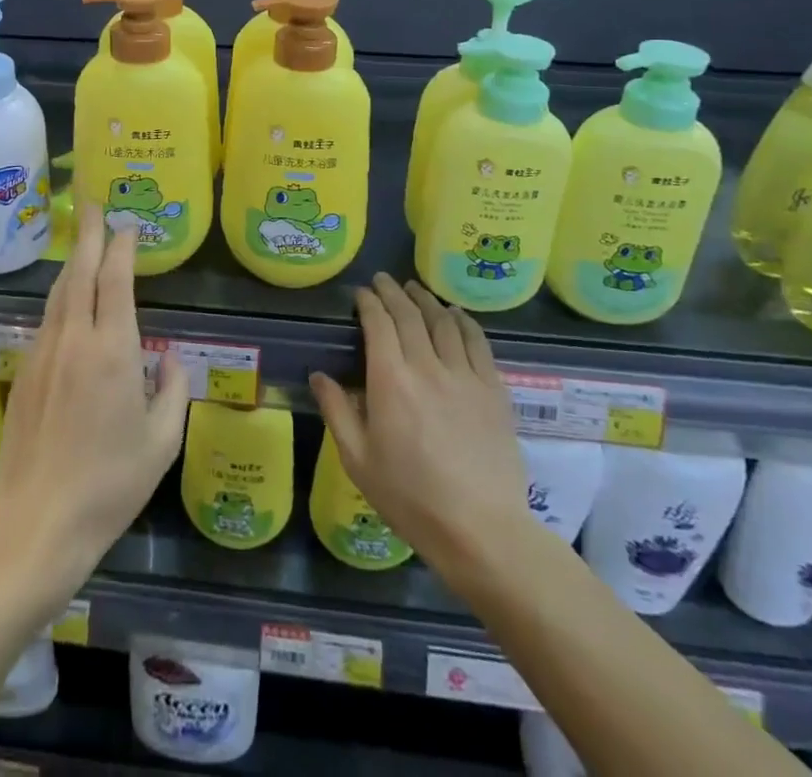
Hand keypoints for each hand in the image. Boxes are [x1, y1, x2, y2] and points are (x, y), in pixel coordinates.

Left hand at [0, 201, 190, 601]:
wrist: (34, 520)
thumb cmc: (109, 484)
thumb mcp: (161, 442)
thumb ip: (172, 389)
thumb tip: (169, 356)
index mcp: (112, 350)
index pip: (115, 279)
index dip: (122, 246)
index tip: (128, 225)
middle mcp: (74, 339)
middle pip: (80, 271)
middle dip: (89, 233)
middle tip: (93, 203)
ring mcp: (44, 352)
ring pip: (59, 291)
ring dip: (74, 260)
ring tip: (83, 239)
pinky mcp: (25, 371)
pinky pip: (48, 317)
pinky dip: (62, 294)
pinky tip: (68, 297)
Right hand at [310, 274, 527, 573]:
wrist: (481, 530)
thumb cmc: (411, 498)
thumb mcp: (358, 460)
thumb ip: (336, 411)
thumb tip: (318, 375)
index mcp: (390, 381)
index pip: (378, 324)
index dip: (368, 302)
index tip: (361, 293)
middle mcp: (427, 366)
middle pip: (410, 315)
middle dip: (393, 293)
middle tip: (383, 280)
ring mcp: (465, 376)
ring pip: (444, 323)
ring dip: (426, 300)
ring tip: (416, 289)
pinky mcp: (494, 390)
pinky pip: (478, 343)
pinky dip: (463, 322)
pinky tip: (456, 316)